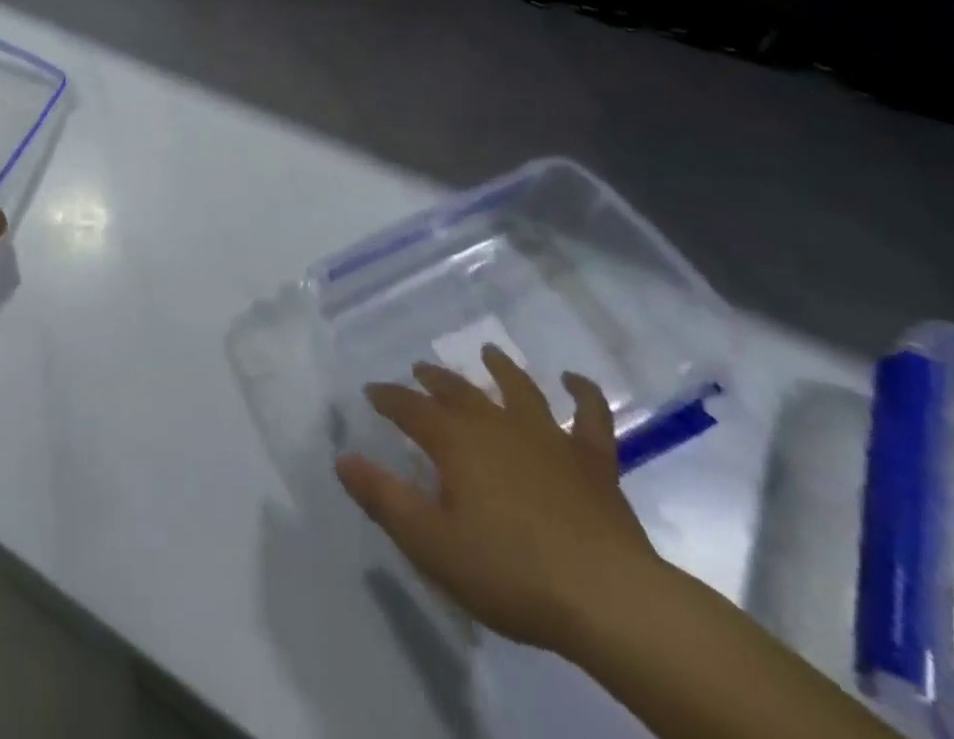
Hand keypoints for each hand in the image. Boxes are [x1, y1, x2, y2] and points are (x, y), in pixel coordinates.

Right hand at [336, 347, 662, 654]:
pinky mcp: (593, 462)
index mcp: (455, 441)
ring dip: (501, 369)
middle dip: (434, 380)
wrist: (609, 600)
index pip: (409, 408)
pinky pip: (590, 417)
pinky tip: (574, 380)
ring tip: (488, 353)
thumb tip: (343, 458)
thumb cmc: (510, 572)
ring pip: (519, 390)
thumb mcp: (431, 543)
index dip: (388, 398)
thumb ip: (384, 498)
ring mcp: (549, 438)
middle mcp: (496, 425)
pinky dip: (583, 394)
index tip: (371, 392)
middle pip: (458, 392)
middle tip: (420, 369)